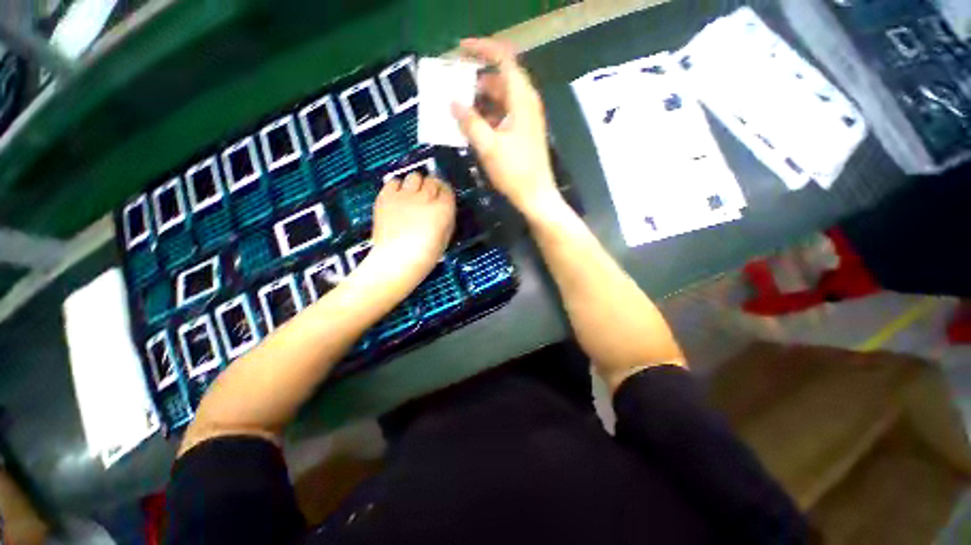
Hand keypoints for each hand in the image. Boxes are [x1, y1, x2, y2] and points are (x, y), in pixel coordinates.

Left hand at [365, 173, 455, 288]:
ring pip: (414, 176)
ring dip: (416, 184)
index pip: (447, 189)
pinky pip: (393, 181)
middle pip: (431, 181)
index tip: (442, 197)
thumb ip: (446, 219)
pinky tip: (398, 197)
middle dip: (431, 187)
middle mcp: (425, 198)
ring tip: (412, 195)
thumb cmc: (424, 256)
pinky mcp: (386, 197)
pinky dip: (397, 187)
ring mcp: (404, 196)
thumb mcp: (445, 239)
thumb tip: (444, 209)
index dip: (444, 193)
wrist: (396, 261)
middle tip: (427, 197)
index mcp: (443, 209)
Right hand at [452, 38, 562, 218]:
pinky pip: (502, 115)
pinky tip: (472, 125)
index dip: (481, 49)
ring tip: (457, 106)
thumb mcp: (489, 147)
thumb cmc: (515, 172)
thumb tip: (453, 102)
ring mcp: (525, 119)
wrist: (536, 196)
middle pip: (500, 79)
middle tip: (453, 84)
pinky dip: (487, 115)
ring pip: (500, 99)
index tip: (459, 49)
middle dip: (475, 78)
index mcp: (521, 99)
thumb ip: (470, 122)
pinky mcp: (522, 133)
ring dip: (479, 100)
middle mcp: (526, 103)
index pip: (503, 59)